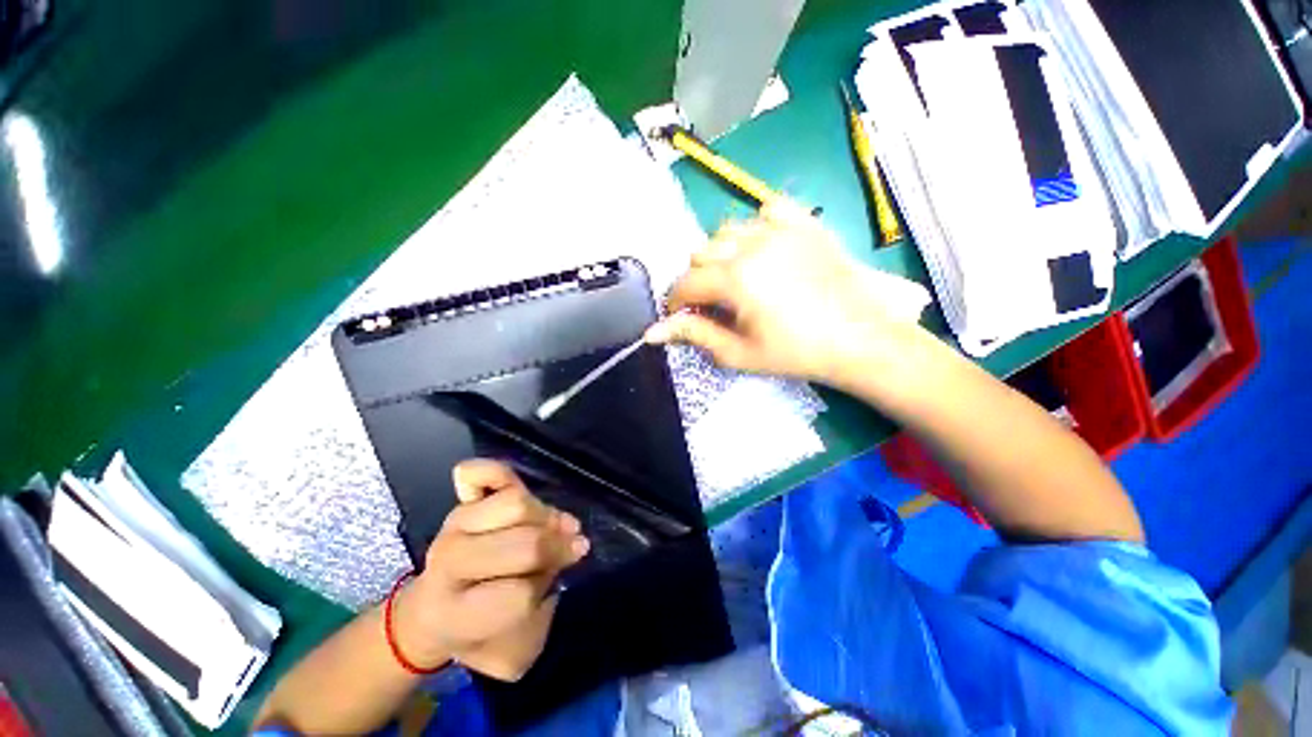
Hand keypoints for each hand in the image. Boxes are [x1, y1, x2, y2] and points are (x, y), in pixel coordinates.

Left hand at [392, 460, 588, 680]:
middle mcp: (450, 562)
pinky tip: (510, 490)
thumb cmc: (477, 633)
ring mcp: (455, 525)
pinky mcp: (462, 502)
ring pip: (517, 504)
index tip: (558, 580)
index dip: (545, 587)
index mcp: (455, 612)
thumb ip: (541, 615)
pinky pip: (480, 473)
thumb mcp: (513, 652)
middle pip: (524, 544)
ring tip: (550, 528)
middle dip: (555, 549)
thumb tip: (564, 555)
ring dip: (545, 516)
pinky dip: (496, 472)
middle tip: (568, 551)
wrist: (432, 610)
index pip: (518, 594)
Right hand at [645, 197, 931, 388]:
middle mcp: (752, 244)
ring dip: (722, 254)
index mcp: (735, 278)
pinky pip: (767, 210)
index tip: (680, 316)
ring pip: (728, 231)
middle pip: (701, 252)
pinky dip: (756, 227)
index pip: (685, 283)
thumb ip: (693, 335)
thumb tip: (652, 333)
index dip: (675, 302)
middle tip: (712, 303)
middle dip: (698, 279)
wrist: (860, 339)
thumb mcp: (738, 352)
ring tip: (736, 278)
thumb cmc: (795, 352)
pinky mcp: (804, 224)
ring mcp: (780, 229)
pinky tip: (764, 249)